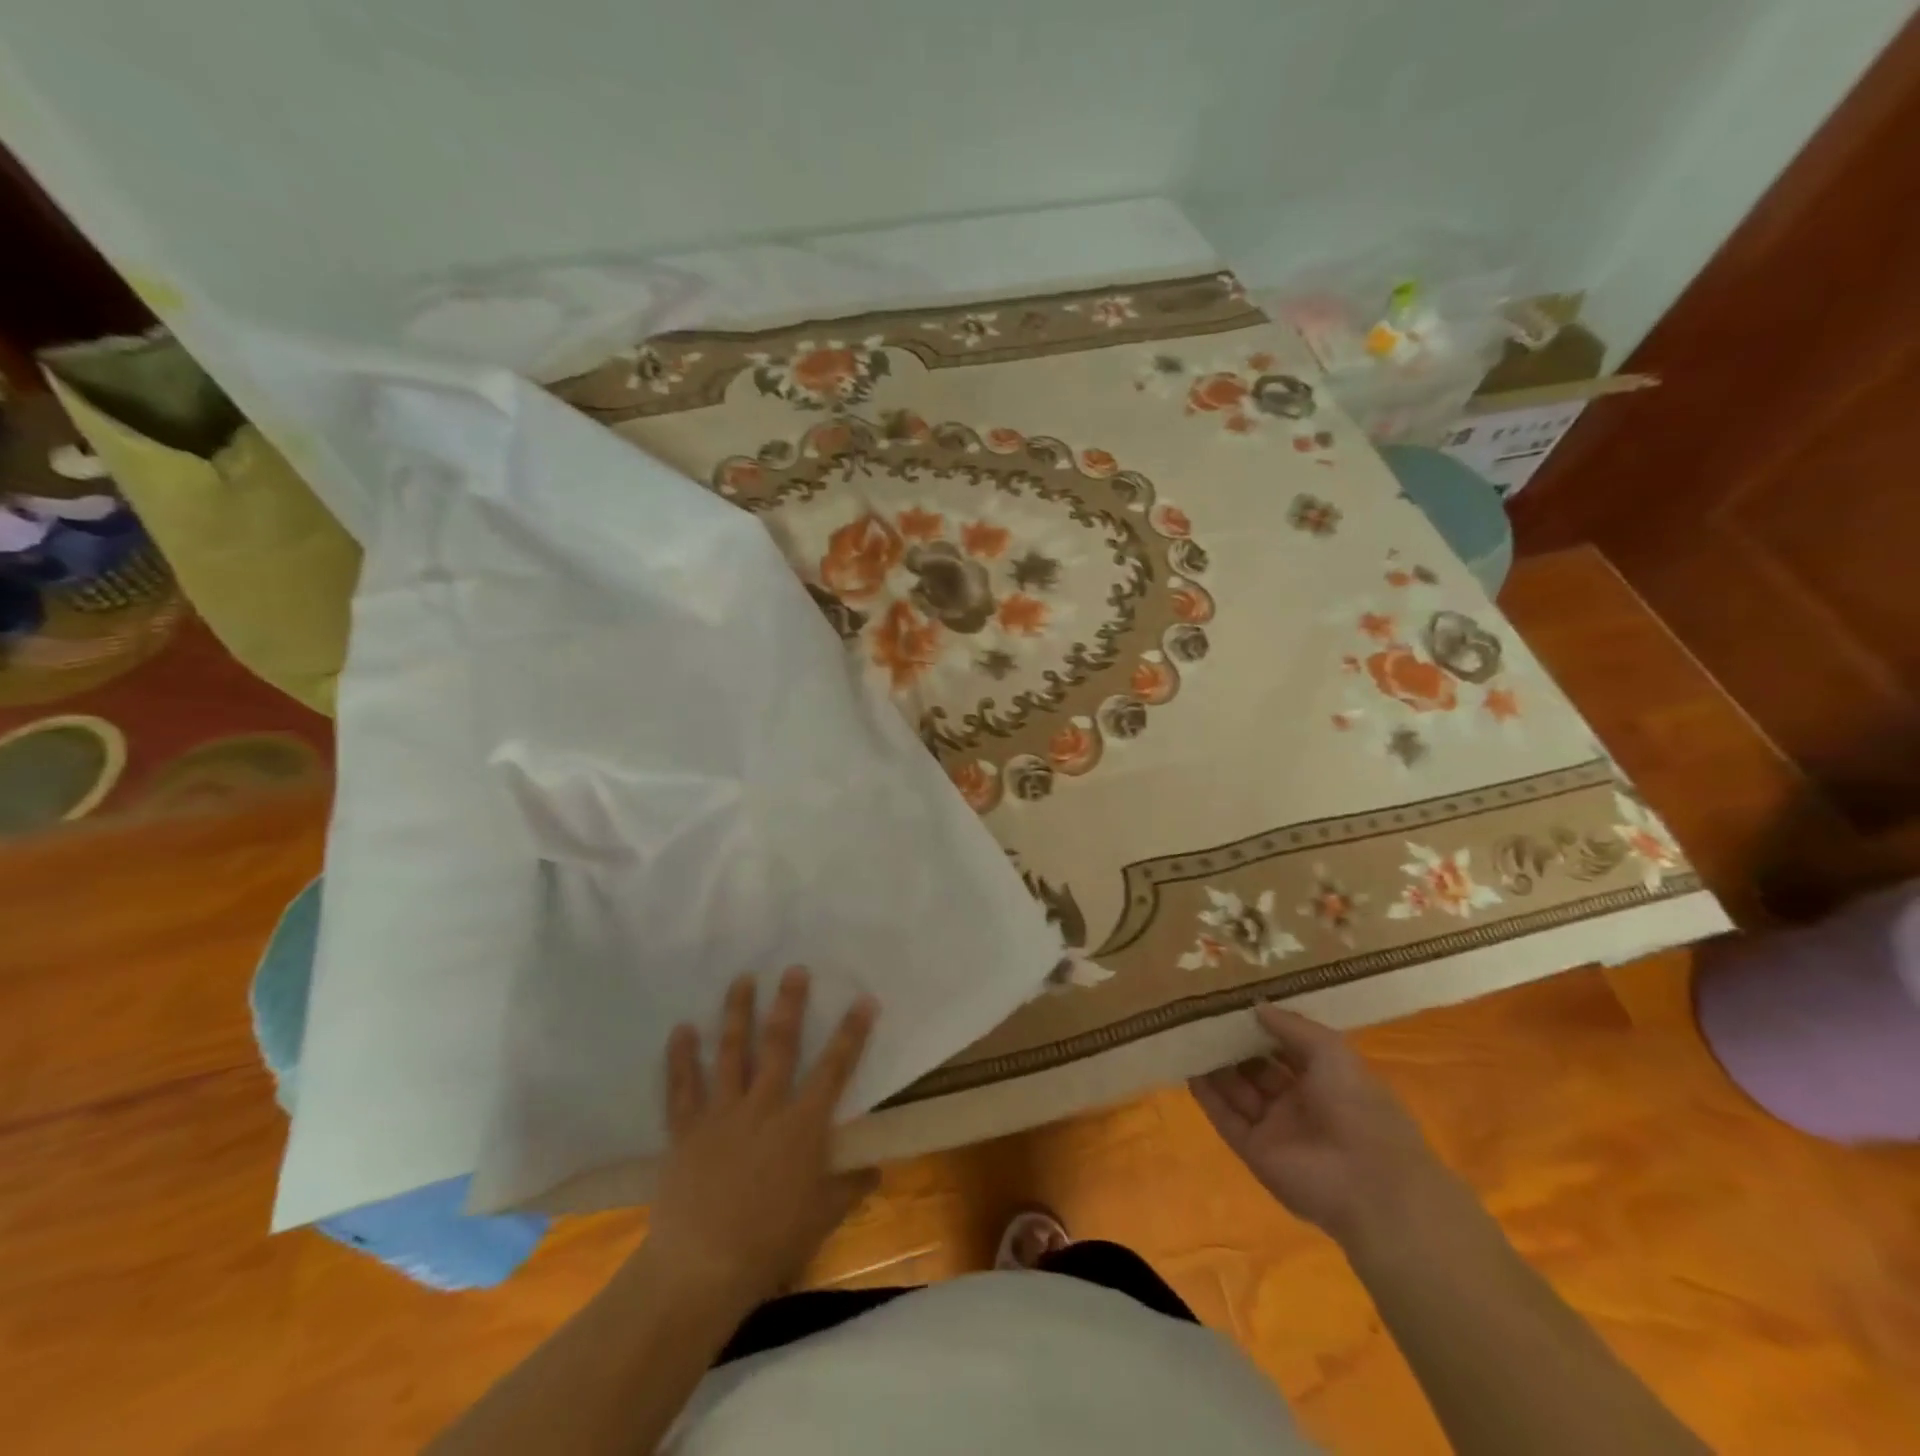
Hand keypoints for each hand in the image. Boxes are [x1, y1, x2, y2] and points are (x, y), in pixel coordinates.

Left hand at [644, 967, 877, 1312]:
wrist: (701, 1269)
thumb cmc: (770, 1243)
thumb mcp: (823, 1217)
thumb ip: (850, 1187)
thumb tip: (877, 1169)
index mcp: (802, 1126)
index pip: (834, 1069)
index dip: (852, 1033)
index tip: (863, 999)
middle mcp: (764, 1107)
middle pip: (780, 1045)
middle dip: (790, 1004)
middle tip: (794, 969)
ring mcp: (722, 1114)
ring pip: (732, 1053)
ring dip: (737, 1013)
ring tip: (742, 979)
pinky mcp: (687, 1130)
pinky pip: (682, 1087)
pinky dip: (681, 1058)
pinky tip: (682, 1029)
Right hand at [1189, 1005, 1458, 1249]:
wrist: (1369, 1186)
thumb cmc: (1358, 1107)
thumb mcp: (1331, 1051)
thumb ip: (1291, 1027)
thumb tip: (1256, 1006)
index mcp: (1327, 1080)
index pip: (1287, 1048)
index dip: (1264, 1027)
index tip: (1234, 1003)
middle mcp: (1300, 1103)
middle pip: (1258, 1068)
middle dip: (1234, 1044)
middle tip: (1203, 1015)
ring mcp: (1276, 1129)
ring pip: (1238, 1091)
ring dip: (1216, 1066)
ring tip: (1186, 1034)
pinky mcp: (1255, 1151)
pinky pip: (1226, 1117)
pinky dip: (1207, 1095)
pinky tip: (1188, 1068)